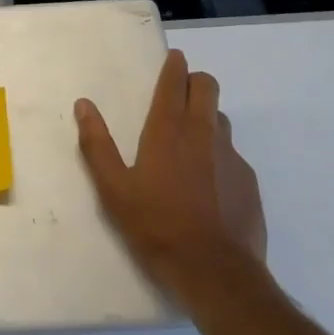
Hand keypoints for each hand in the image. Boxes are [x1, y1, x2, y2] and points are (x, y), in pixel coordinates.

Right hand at [75, 50, 267, 309]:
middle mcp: (203, 133)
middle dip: (195, 82)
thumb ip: (97, 144)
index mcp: (168, 130)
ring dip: (207, 118)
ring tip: (192, 143)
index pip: (174, 82)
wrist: (216, 275)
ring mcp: (231, 157)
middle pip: (207, 87)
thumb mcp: (114, 190)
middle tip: (180, 94)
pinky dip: (220, 157)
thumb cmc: (157, 227)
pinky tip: (210, 185)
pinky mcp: (249, 183)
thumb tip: (84, 105)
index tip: (173, 59)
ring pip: (221, 120)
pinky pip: (233, 156)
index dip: (174, 66)